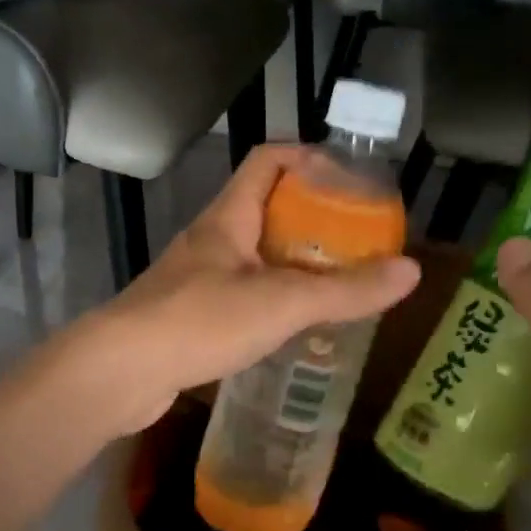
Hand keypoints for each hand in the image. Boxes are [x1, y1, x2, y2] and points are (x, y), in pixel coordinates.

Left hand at [73, 145, 420, 433]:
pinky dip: (270, 302)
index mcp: (228, 217)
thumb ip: (345, 290)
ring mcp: (194, 280)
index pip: (267, 161)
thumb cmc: (199, 321)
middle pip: (265, 210)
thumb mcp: (282, 302)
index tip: (350, 180)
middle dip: (311, 220)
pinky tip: (292, 329)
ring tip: (335, 286)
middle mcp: (210, 241)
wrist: (119, 372)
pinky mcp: (188, 318)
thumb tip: (411, 271)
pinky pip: (239, 297)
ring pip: (252, 258)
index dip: (308, 158)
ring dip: (292, 265)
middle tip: (356, 243)